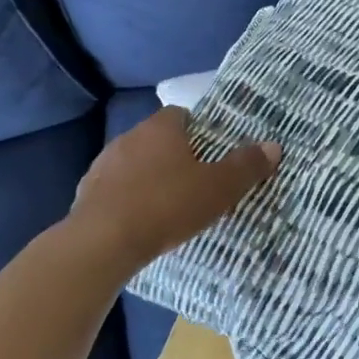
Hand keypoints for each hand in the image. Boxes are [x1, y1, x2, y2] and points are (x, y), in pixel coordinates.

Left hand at [71, 108, 280, 269]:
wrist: (102, 243)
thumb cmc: (167, 205)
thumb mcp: (218, 188)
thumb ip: (246, 166)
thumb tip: (273, 146)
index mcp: (161, 128)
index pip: (181, 114)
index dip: (198, 130)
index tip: (212, 151)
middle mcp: (129, 137)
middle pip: (157, 139)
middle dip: (174, 156)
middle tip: (196, 181)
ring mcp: (103, 165)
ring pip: (134, 164)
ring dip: (148, 178)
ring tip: (167, 205)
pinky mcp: (86, 194)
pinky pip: (114, 190)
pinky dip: (128, 200)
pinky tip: (139, 222)